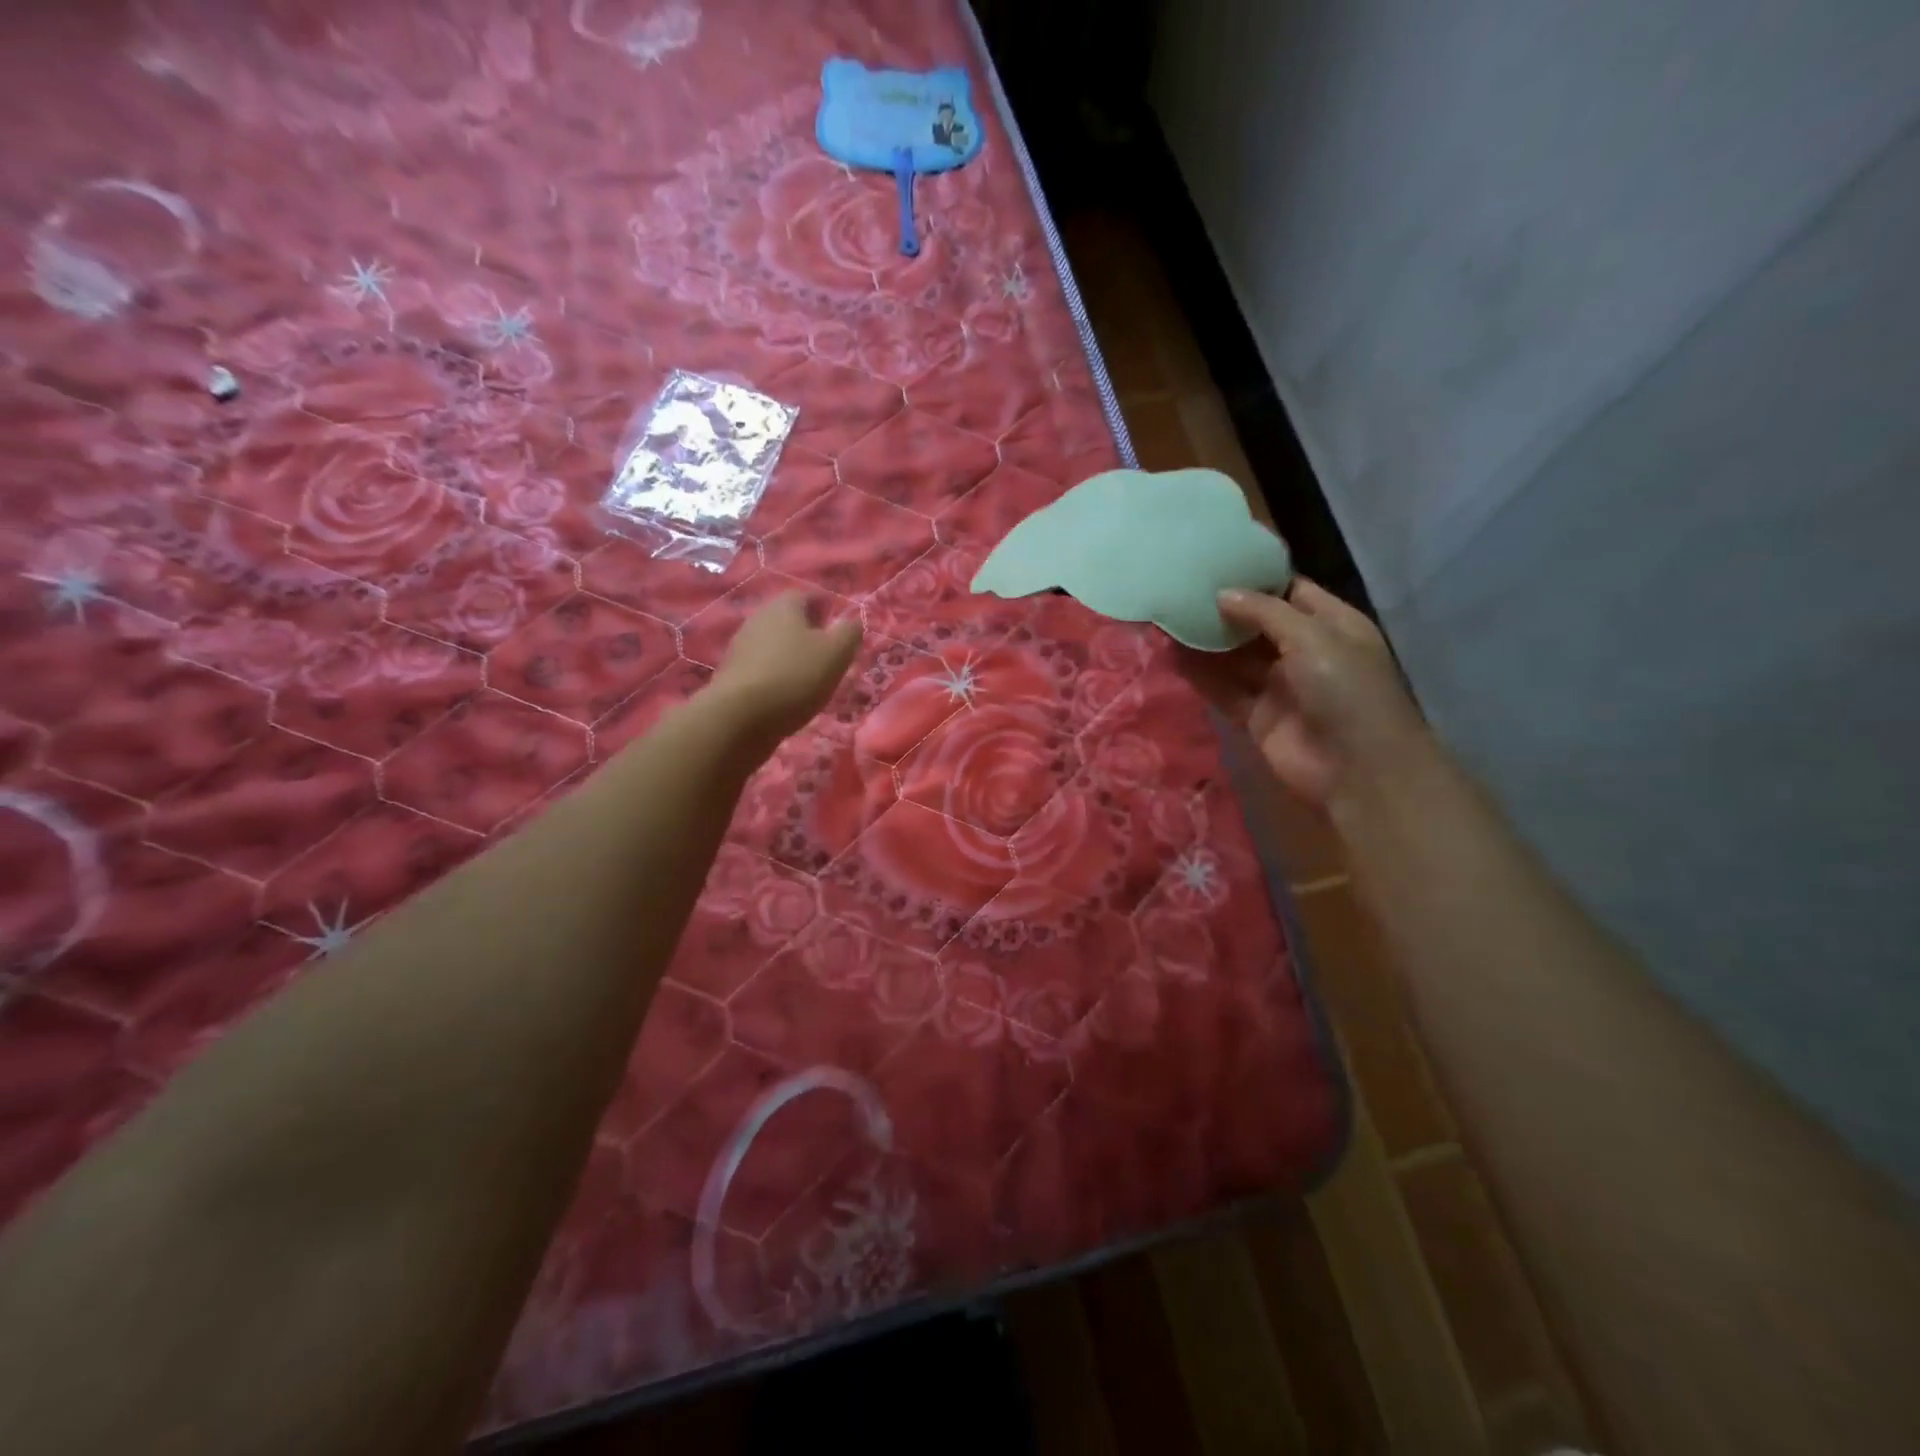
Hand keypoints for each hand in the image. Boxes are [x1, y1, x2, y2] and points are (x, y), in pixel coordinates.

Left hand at [710, 591, 862, 746]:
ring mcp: (741, 646)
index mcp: (784, 606)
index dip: (827, 608)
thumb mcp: (836, 653)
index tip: (841, 629)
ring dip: (792, 656)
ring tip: (811, 678)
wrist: (740, 717)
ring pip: (775, 644)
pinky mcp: (732, 674)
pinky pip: (762, 667)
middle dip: (809, 633)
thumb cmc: (795, 677)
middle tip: (829, 655)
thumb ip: (849, 633)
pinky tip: (788, 694)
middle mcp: (758, 618)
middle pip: (789, 619)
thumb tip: (851, 622)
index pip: (808, 595)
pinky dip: (777, 675)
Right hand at [1195, 578, 1428, 807]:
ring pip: (1236, 658)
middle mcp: (1304, 652)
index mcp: (1331, 625)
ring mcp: (1279, 686)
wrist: (1356, 768)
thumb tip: (1222, 593)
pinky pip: (1224, 690)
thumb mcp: (1312, 636)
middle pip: (1257, 625)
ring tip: (1168, 619)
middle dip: (1224, 611)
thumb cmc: (1345, 689)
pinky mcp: (1257, 716)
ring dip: (1207, 642)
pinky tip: (1173, 656)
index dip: (1256, 580)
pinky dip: (1201, 676)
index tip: (1215, 565)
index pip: (1290, 592)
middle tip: (1181, 591)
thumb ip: (1265, 612)